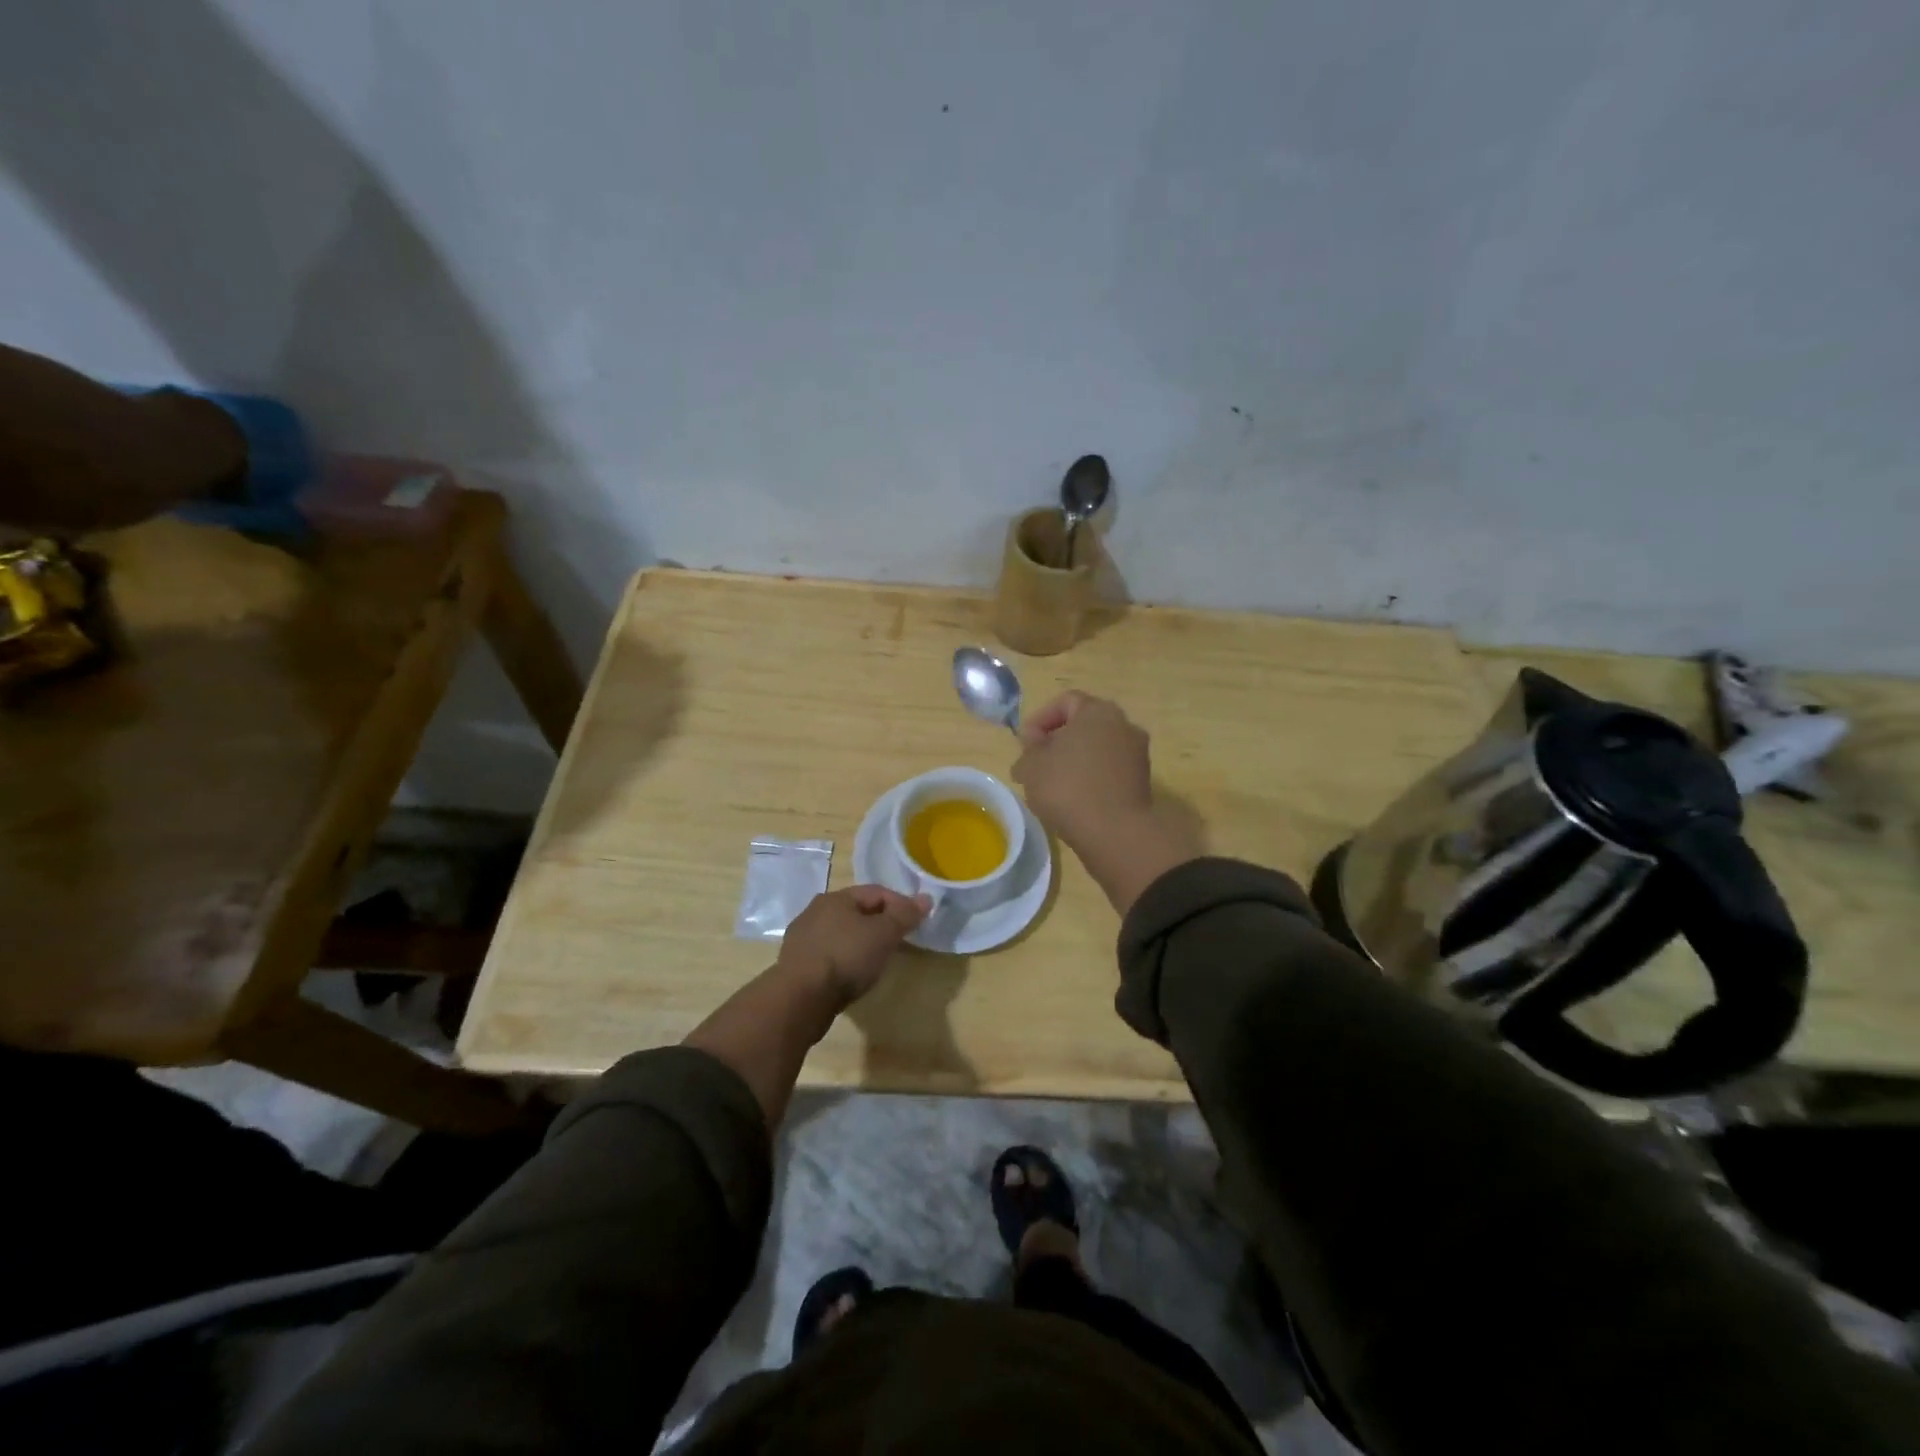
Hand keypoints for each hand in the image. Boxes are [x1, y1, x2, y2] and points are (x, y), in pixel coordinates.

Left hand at [776, 885, 929, 1005]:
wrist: (801, 998)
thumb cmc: (846, 957)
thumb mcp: (883, 934)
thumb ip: (904, 915)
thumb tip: (926, 898)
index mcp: (836, 897)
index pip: (876, 892)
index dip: (901, 904)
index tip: (917, 923)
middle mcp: (815, 911)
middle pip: (857, 911)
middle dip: (880, 923)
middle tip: (899, 941)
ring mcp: (802, 938)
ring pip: (841, 933)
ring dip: (861, 942)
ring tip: (877, 960)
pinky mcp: (797, 964)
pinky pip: (829, 954)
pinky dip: (845, 959)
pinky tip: (852, 975)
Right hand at [1012, 691, 1154, 849]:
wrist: (1115, 833)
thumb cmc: (1068, 788)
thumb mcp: (1032, 766)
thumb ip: (1029, 749)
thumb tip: (1034, 748)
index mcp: (1099, 712)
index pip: (1065, 702)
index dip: (1039, 719)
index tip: (1025, 744)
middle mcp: (1124, 725)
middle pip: (1083, 725)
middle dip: (1057, 741)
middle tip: (1036, 763)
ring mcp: (1137, 754)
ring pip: (1097, 749)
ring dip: (1074, 761)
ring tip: (1052, 785)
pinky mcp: (1141, 782)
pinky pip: (1109, 771)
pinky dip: (1090, 778)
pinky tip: (1074, 800)